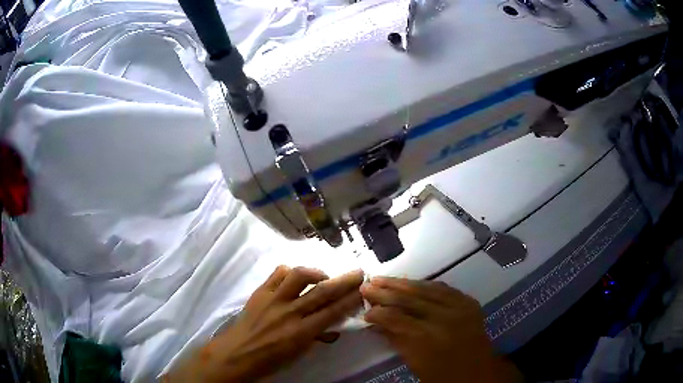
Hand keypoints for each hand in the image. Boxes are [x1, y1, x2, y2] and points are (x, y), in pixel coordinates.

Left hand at [164, 266, 363, 381]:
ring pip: (299, 276)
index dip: (351, 300)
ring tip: (324, 276)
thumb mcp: (298, 354)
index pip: (333, 312)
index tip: (363, 290)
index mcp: (301, 332)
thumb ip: (317, 337)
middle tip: (358, 272)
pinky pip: (277, 274)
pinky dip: (290, 272)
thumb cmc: (270, 360)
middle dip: (344, 281)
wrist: (236, 353)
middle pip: (322, 292)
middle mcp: (289, 312)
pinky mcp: (260, 292)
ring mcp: (273, 299)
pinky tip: (296, 277)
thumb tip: (333, 325)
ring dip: (317, 272)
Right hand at [361, 277, 521, 382]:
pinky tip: (411, 282)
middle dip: (384, 292)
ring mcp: (460, 307)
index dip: (377, 313)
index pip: (396, 318)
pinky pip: (443, 288)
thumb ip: (395, 339)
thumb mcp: (415, 363)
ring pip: (426, 288)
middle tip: (366, 285)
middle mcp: (444, 318)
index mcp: (428, 339)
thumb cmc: (443, 375)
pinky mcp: (468, 301)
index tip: (364, 311)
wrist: (478, 372)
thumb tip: (375, 322)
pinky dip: (424, 285)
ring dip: (401, 283)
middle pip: (409, 299)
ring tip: (382, 278)